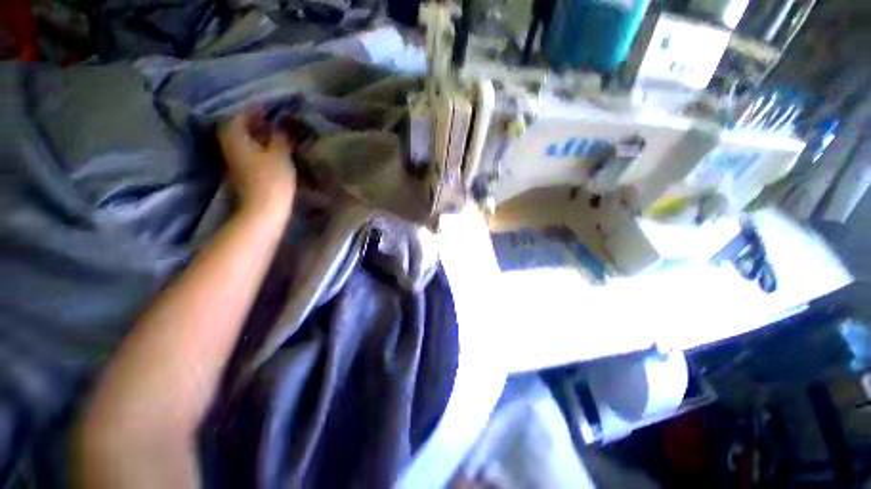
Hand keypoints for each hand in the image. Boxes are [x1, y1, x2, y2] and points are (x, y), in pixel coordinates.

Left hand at [217, 112, 295, 213]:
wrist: (264, 207)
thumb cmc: (272, 178)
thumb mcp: (280, 154)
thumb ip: (280, 137)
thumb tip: (281, 127)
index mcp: (235, 136)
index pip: (241, 115)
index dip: (255, 109)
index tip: (269, 107)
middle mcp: (229, 144)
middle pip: (237, 126)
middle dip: (252, 120)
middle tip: (269, 118)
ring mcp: (232, 159)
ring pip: (240, 138)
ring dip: (253, 133)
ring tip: (270, 131)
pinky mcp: (240, 170)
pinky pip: (244, 149)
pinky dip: (254, 144)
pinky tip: (267, 146)